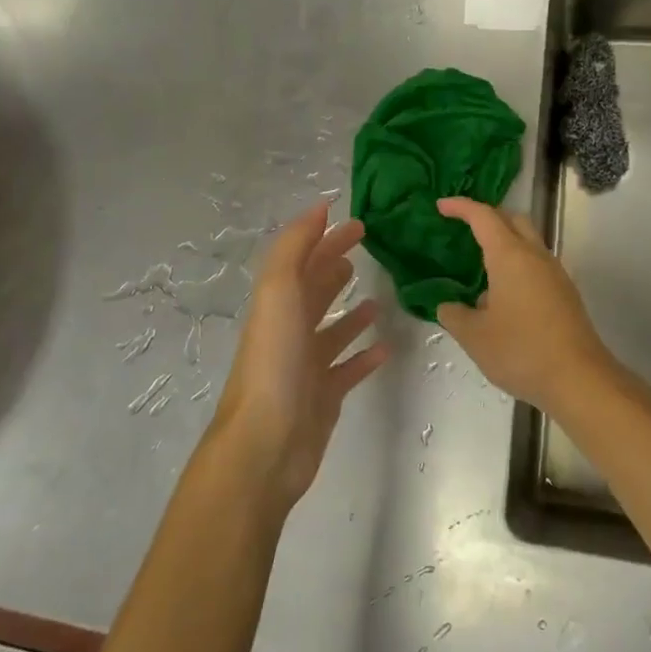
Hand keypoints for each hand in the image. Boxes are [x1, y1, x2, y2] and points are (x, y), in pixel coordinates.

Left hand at [211, 203, 388, 511]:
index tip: (358, 223)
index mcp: (278, 303)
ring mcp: (306, 365)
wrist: (265, 443)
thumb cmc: (273, 361)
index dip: (326, 238)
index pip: (304, 260)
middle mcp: (289, 330)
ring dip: (351, 313)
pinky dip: (363, 357)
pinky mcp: (323, 397)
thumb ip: (295, 248)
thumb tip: (319, 208)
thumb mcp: (278, 291)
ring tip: (378, 299)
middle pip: (315, 290)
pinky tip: (385, 349)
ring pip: (331, 331)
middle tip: (367, 250)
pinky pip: (347, 370)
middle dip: (335, 267)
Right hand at [434, 197, 618, 416]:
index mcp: (510, 256)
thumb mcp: (474, 336)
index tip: (441, 206)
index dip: (461, 207)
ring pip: (528, 242)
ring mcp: (555, 274)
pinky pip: (536, 264)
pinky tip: (502, 295)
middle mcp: (535, 256)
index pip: (483, 217)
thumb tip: (448, 306)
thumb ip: (454, 315)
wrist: (579, 379)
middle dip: (487, 217)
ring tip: (479, 266)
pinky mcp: (565, 293)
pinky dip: (516, 264)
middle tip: (463, 229)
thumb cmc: (521, 351)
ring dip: (504, 243)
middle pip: (512, 219)